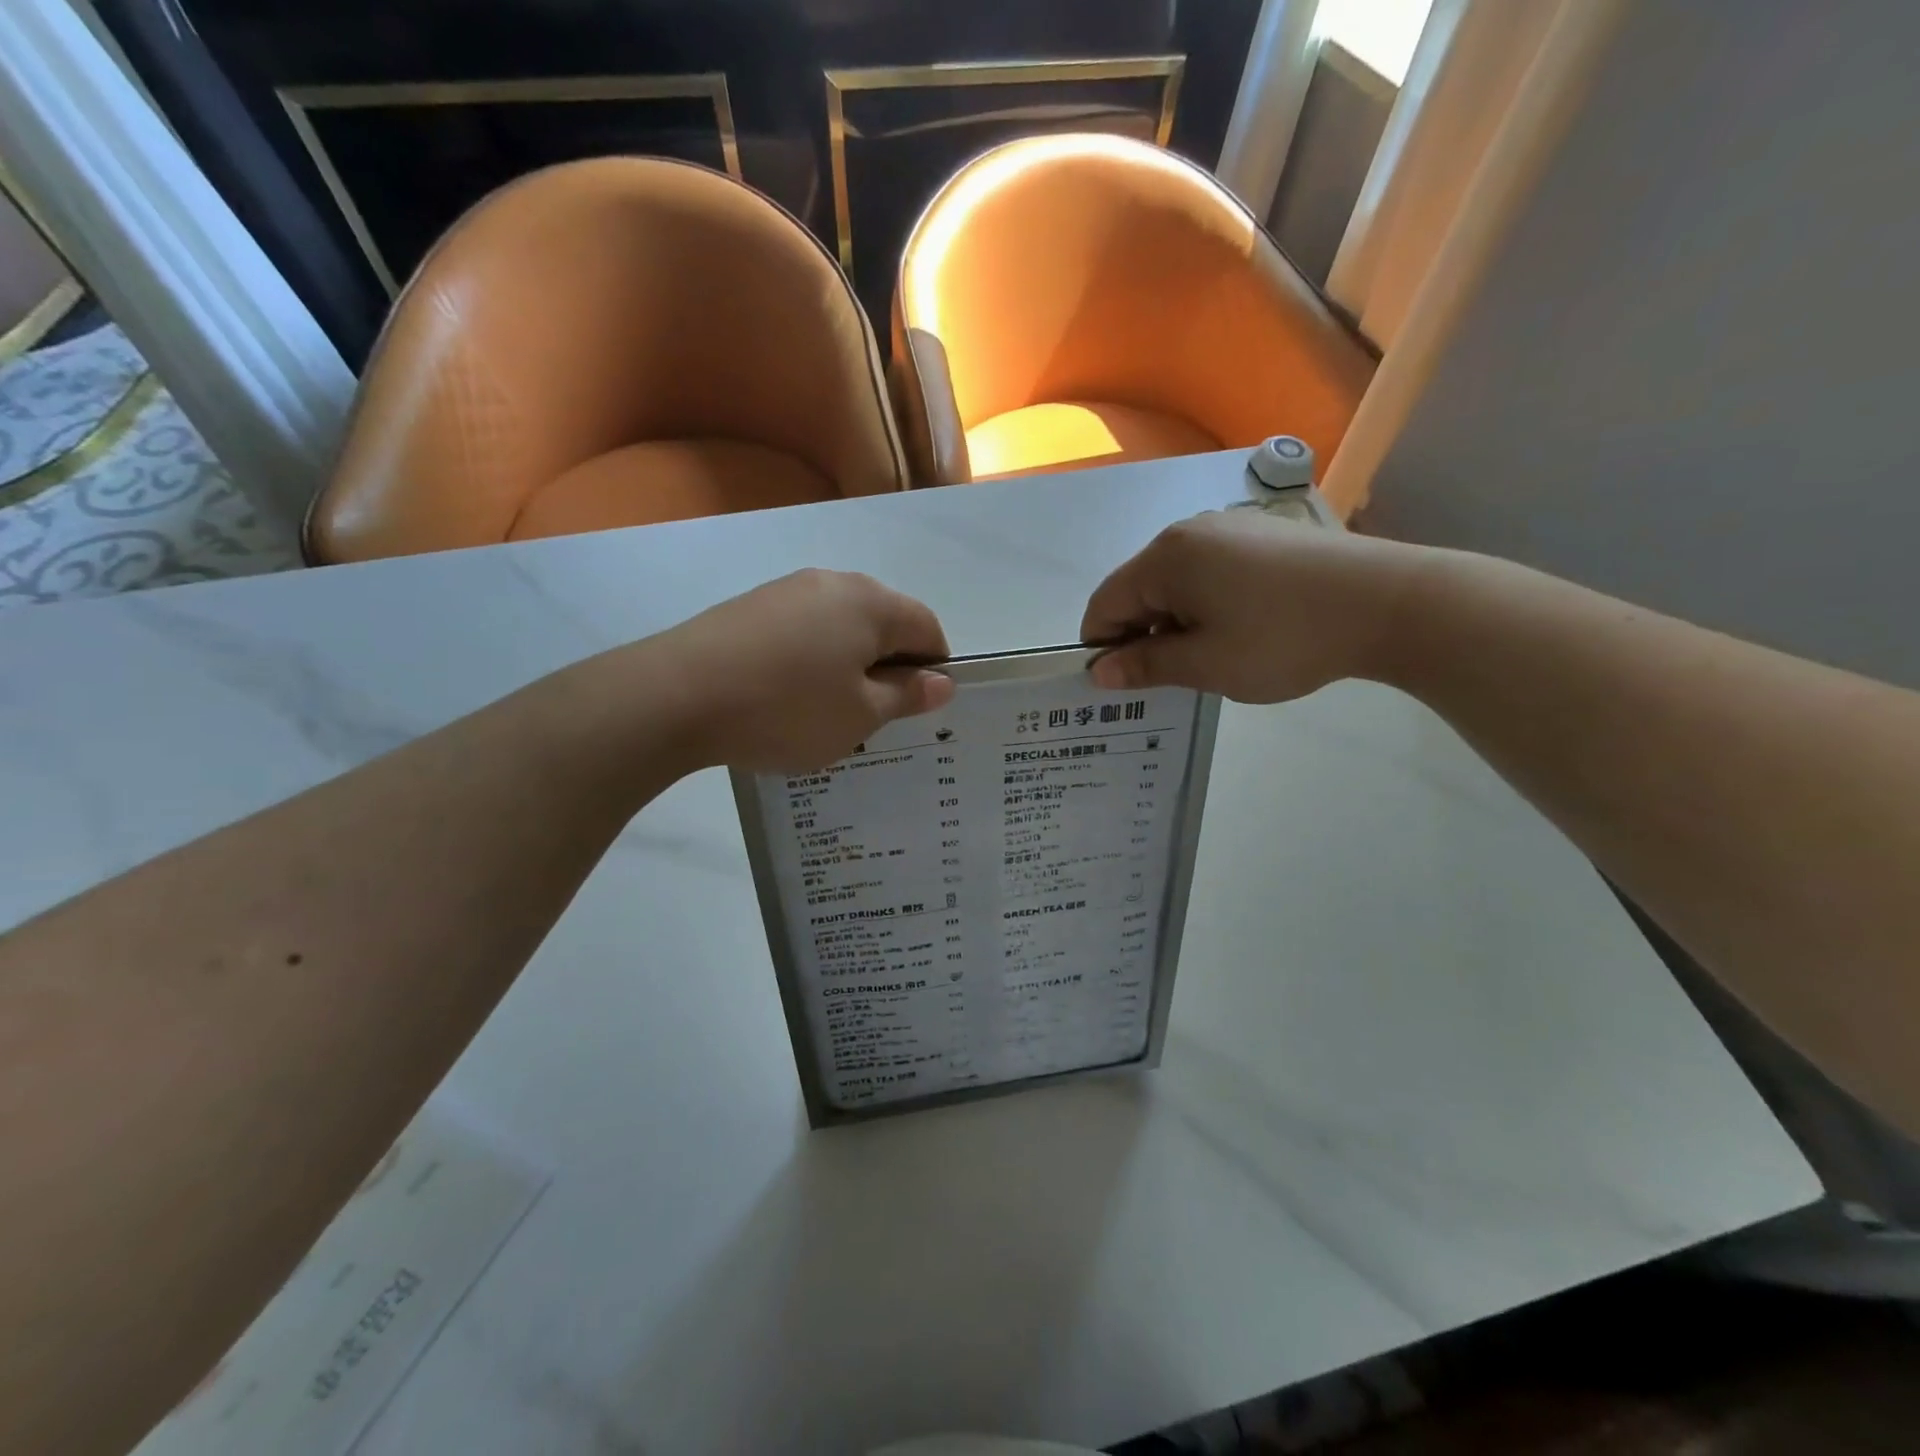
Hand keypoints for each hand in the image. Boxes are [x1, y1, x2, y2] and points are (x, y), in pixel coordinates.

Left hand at [652, 569, 954, 771]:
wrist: (676, 696)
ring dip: (848, 664)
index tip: (916, 709)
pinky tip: (786, 696)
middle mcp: (833, 583)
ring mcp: (786, 590)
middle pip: (883, 622)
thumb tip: (942, 681)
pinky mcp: (750, 607)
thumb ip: (906, 696)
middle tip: (873, 716)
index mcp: (871, 603)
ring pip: (840, 627)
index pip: (927, 627)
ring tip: (826, 711)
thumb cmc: (787, 708)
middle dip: (889, 666)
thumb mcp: (860, 715)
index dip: (933, 669)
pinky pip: (801, 631)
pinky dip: (810, 660)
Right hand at [1081, 510, 1422, 702]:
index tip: (1121, 685)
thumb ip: (1145, 666)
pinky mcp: (1262, 536)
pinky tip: (1239, 631)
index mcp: (1165, 558)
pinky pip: (1210, 572)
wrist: (1386, 602)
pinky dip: (1205, 604)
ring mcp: (1229, 528)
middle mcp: (1189, 532)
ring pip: (1175, 582)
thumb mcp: (1206, 664)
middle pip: (1138, 589)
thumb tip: (1098, 672)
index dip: (1102, 647)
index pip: (1105, 603)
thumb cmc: (1282, 638)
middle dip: (1141, 635)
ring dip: (1174, 622)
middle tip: (1167, 679)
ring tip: (1208, 659)